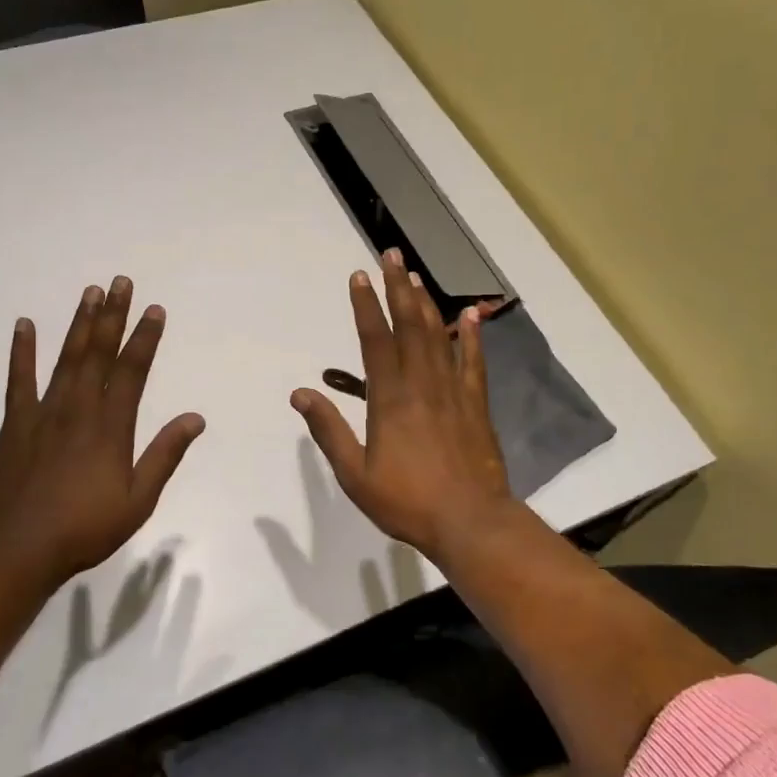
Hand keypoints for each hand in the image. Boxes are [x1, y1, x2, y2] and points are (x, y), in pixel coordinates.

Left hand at [0, 276, 205, 591]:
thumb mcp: (137, 500)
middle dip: (113, 316)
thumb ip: (164, 456)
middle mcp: (79, 409)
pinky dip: (22, 351)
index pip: (133, 371)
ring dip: (79, 324)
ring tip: (90, 292)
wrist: (17, 548)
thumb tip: (195, 418)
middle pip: (99, 353)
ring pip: (66, 358)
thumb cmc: (84, 529)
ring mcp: (44, 413)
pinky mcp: (15, 424)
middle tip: (121, 282)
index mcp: (111, 427)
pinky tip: (24, 325)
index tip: (155, 310)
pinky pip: (19, 379)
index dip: (145, 338)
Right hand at [290, 250, 516, 560]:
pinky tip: (470, 315)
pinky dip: (471, 336)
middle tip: (391, 255)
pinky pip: (473, 361)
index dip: (366, 306)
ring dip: (426, 303)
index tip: (359, 276)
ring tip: (415, 275)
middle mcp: (422, 384)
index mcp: (390, 399)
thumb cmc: (407, 501)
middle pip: (409, 325)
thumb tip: (300, 394)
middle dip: (397, 288)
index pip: (375, 340)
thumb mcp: (355, 474)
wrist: (470, 521)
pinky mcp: (476, 404)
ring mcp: (453, 391)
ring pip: (438, 336)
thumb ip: (329, 431)